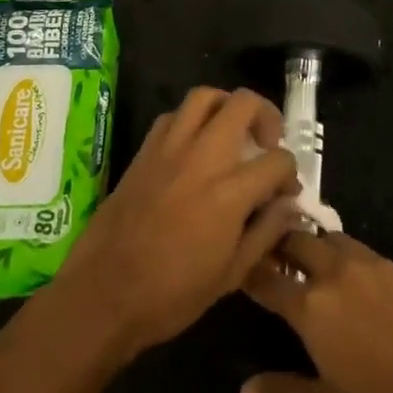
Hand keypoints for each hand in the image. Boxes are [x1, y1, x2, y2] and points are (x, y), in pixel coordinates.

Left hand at [54, 87, 298, 358]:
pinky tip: (194, 146)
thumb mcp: (231, 275)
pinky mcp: (144, 152)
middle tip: (267, 141)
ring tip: (233, 130)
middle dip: (266, 116)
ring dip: (227, 106)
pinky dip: (191, 120)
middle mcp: (202, 158)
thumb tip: (289, 205)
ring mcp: (169, 150)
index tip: (286, 191)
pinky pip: (173, 116)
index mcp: (229, 193)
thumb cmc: (171, 295)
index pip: (277, 160)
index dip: (290, 173)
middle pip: (243, 104)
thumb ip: (266, 232)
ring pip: (204, 96)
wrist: (102, 296)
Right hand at [240, 231, 392, 392]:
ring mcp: (381, 268)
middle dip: (285, 246)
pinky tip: (372, 293)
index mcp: (312, 306)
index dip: (251, 273)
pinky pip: (377, 260)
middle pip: (302, 241)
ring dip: (324, 250)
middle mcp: (341, 274)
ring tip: (321, 267)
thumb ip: (284, 391)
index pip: (268, 278)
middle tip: (279, 258)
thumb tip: (246, 391)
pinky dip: (363, 268)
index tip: (242, 270)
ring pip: (340, 242)